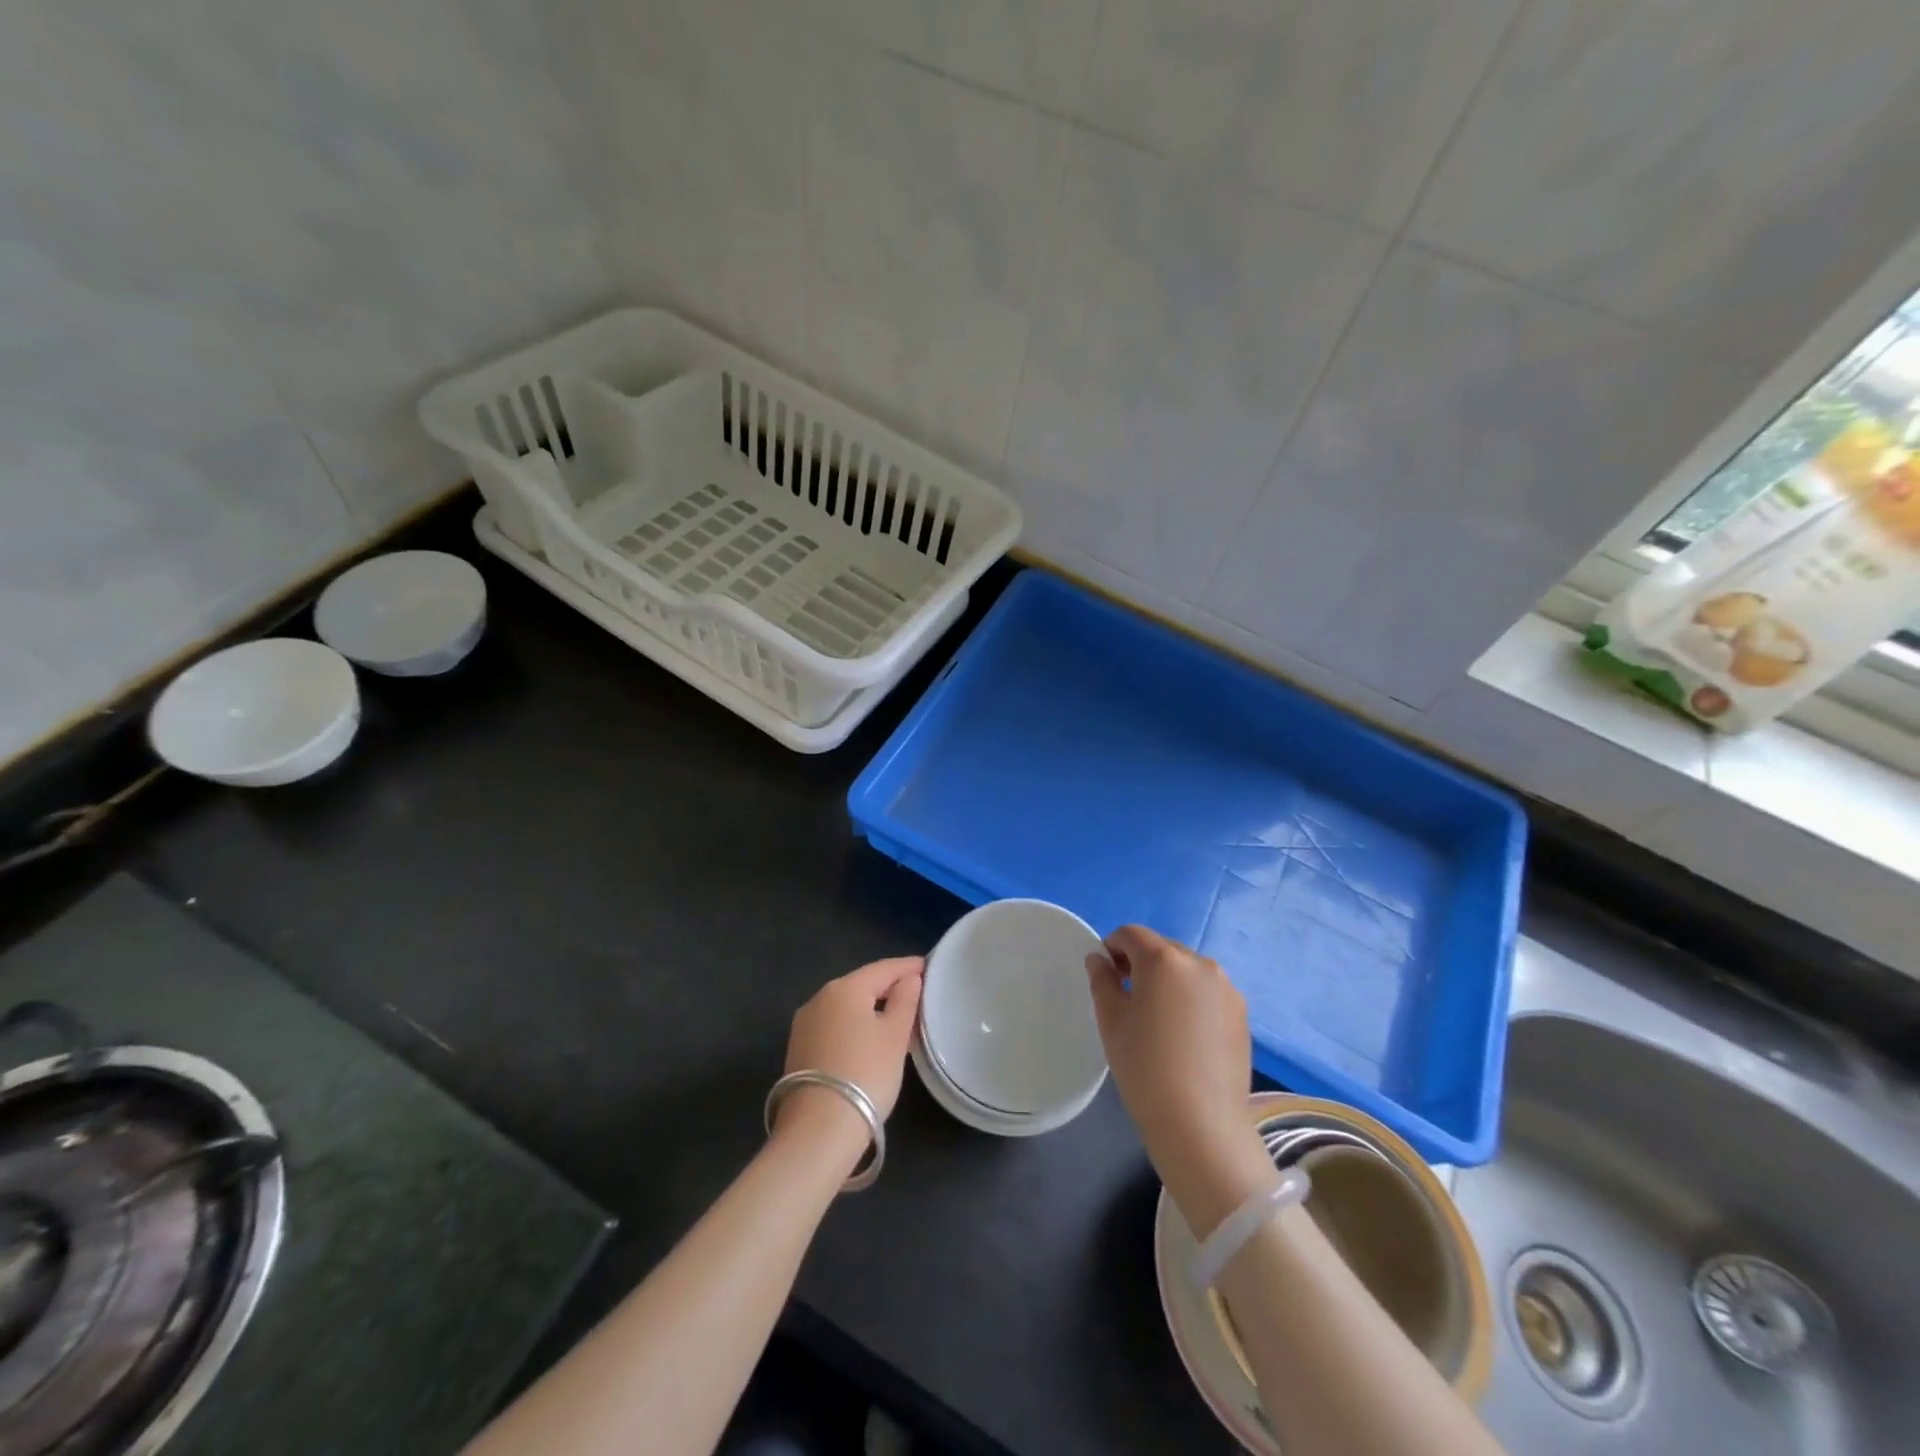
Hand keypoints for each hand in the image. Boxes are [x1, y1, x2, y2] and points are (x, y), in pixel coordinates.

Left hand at [777, 957, 923, 1160]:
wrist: (818, 1130)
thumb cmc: (866, 1074)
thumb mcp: (895, 1036)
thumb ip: (905, 1001)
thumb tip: (909, 979)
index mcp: (844, 988)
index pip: (883, 968)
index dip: (908, 967)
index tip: (928, 967)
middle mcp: (819, 998)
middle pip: (861, 985)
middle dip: (888, 987)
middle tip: (916, 994)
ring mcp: (804, 1025)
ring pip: (846, 1006)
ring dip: (870, 1008)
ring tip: (896, 1018)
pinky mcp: (798, 1049)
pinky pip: (834, 1026)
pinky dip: (854, 1025)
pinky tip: (868, 1039)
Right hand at [1086, 926, 1273, 1237]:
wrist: (1200, 1125)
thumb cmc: (1145, 1068)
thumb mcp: (1111, 1021)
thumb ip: (1102, 980)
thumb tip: (1099, 958)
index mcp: (1163, 960)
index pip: (1131, 934)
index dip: (1112, 947)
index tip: (1106, 976)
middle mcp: (1199, 963)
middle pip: (1161, 949)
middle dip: (1141, 963)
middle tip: (1128, 999)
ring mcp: (1226, 988)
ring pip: (1186, 970)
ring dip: (1168, 981)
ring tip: (1159, 1020)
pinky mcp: (1242, 1012)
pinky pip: (1207, 991)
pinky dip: (1191, 999)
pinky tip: (1184, 1036)